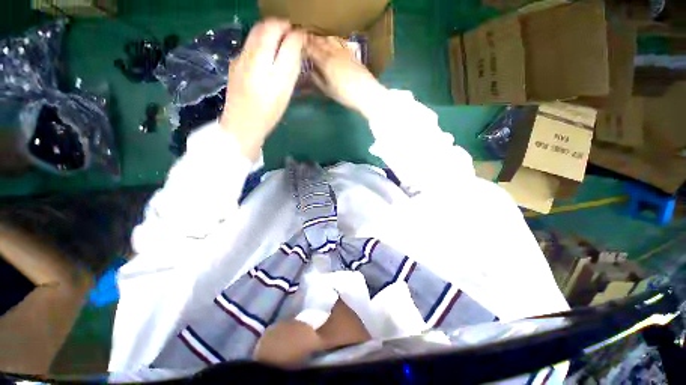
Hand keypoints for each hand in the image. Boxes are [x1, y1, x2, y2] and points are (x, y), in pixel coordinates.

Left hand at [220, 19, 303, 159]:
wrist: (242, 126)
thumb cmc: (268, 112)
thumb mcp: (285, 90)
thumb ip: (290, 62)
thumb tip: (296, 40)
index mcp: (264, 62)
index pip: (279, 32)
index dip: (293, 31)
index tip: (301, 36)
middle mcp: (249, 55)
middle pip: (264, 27)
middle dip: (280, 26)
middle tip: (292, 36)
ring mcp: (239, 59)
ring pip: (255, 34)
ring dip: (270, 33)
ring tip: (282, 44)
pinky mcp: (234, 64)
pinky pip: (250, 45)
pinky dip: (262, 43)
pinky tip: (267, 57)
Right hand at [305, 35, 386, 118]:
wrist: (366, 92)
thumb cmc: (345, 95)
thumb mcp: (328, 90)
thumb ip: (317, 79)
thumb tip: (310, 70)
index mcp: (325, 62)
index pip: (311, 49)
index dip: (303, 46)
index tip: (298, 46)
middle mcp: (333, 52)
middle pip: (319, 42)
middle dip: (310, 40)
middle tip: (305, 42)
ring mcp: (343, 51)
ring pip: (329, 39)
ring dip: (321, 39)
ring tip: (317, 41)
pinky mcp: (351, 52)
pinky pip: (339, 41)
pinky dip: (332, 40)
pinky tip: (331, 43)